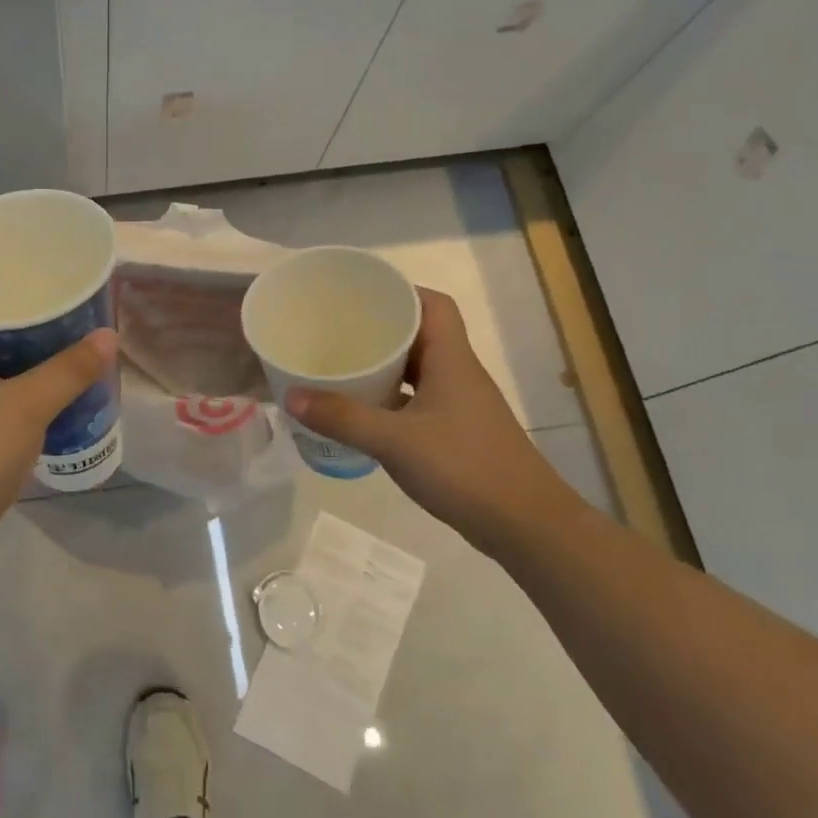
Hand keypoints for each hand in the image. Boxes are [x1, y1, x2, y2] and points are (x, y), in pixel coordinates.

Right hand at [285, 288, 585, 554]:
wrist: (526, 526)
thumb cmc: (465, 468)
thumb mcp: (396, 441)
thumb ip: (343, 418)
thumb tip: (291, 395)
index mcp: (452, 359)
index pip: (433, 305)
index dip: (400, 291)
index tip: (359, 294)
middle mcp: (458, 374)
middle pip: (420, 334)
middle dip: (380, 328)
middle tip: (336, 329)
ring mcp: (459, 405)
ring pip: (417, 369)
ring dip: (383, 365)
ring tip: (340, 365)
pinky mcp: (455, 433)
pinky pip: (416, 400)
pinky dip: (389, 399)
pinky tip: (362, 412)